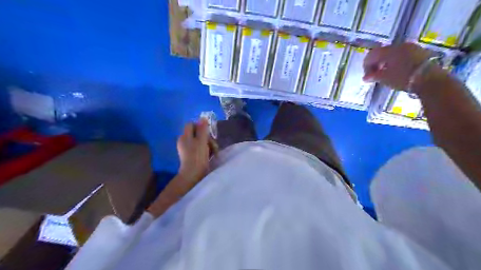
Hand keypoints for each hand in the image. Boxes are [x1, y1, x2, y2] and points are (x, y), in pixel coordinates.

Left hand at [176, 119, 210, 186]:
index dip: (200, 126)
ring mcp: (187, 150)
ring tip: (214, 152)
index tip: (208, 133)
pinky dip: (206, 151)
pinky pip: (199, 149)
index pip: (191, 124)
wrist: (193, 175)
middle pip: (197, 133)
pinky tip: (211, 156)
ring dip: (209, 145)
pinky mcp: (191, 157)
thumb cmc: (197, 156)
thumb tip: (203, 118)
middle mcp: (184, 141)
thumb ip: (203, 129)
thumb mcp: (202, 141)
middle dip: (207, 138)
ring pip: (200, 142)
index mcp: (185, 136)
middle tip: (213, 145)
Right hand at [365, 42, 431, 89]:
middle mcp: (400, 45)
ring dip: (386, 63)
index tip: (367, 77)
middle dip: (376, 64)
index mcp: (389, 50)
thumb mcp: (385, 78)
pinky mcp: (420, 52)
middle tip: (375, 76)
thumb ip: (373, 76)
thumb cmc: (403, 78)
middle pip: (382, 53)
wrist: (430, 80)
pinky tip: (397, 72)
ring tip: (386, 75)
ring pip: (393, 54)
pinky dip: (396, 63)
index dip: (366, 66)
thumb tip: (365, 78)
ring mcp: (411, 48)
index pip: (372, 55)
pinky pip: (402, 55)